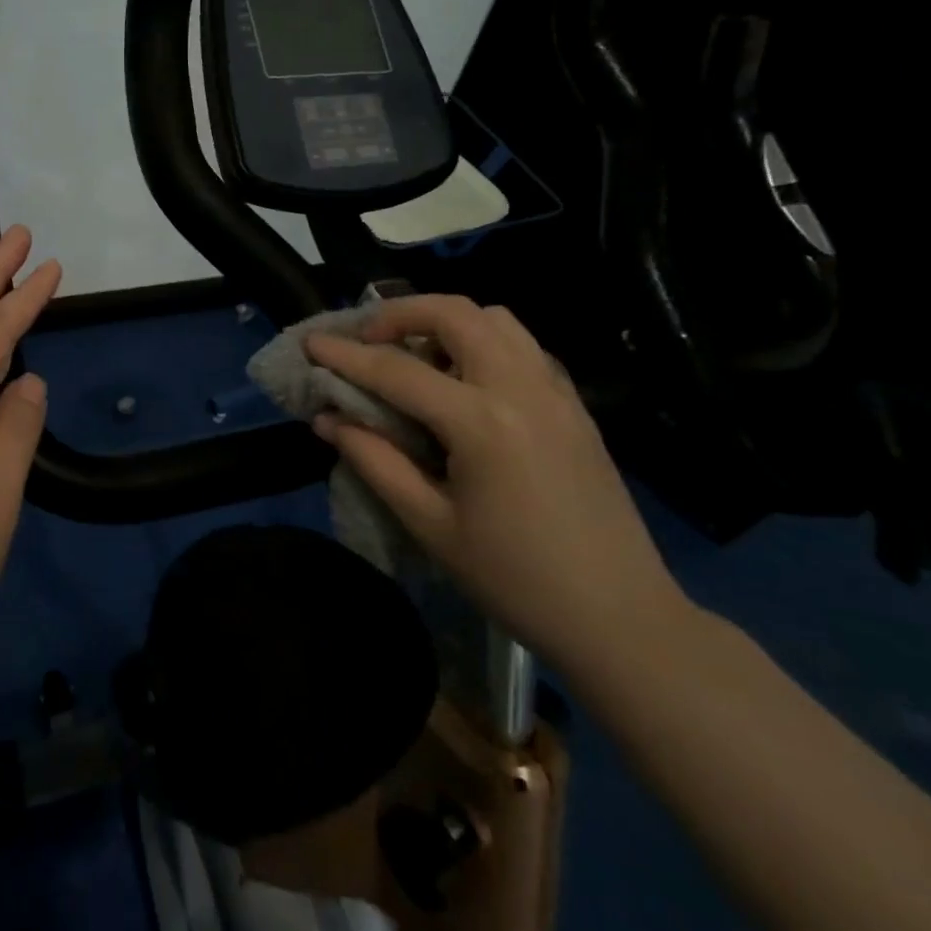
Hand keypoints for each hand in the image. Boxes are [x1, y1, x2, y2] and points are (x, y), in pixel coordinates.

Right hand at [306, 296, 688, 675]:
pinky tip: (463, 381)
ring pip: (494, 318)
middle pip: (454, 313)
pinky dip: (482, 340)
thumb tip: (328, 419)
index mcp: (482, 422)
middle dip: (400, 313)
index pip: (397, 370)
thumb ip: (375, 461)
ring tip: (415, 356)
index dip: (346, 356)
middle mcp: (521, 387)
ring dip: (445, 321)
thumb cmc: (515, 579)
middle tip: (366, 341)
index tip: (310, 343)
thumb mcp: (430, 525)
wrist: (620, 618)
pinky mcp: (573, 404)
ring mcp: (555, 390)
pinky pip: (521, 344)